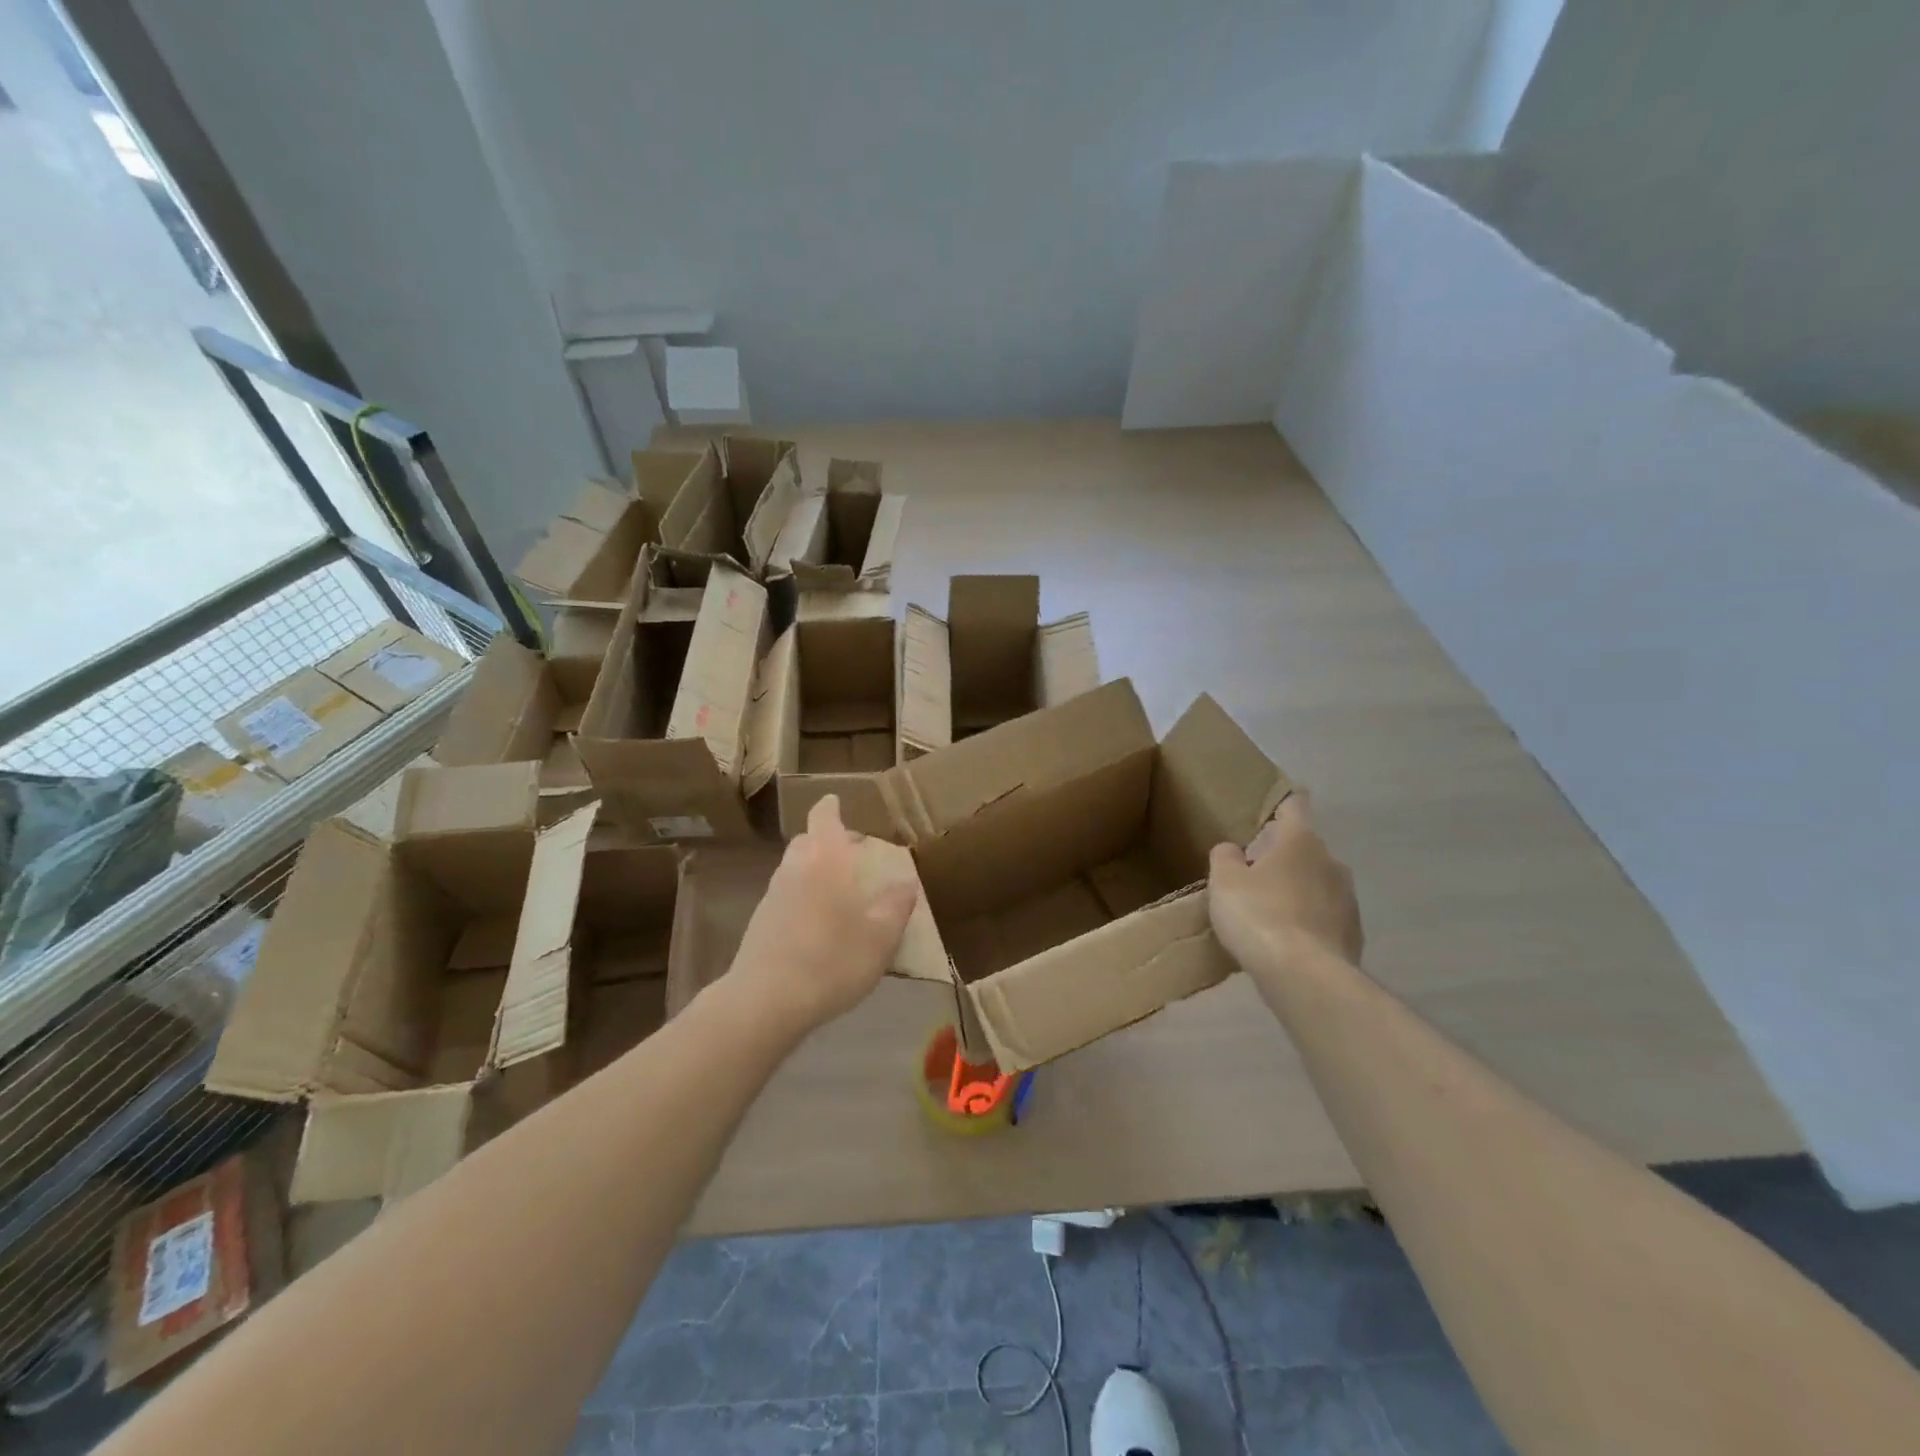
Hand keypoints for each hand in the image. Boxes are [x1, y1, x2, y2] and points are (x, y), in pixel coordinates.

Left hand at [726, 795, 918, 1033]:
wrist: (766, 1001)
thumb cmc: (832, 960)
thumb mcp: (881, 938)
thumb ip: (896, 906)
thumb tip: (907, 884)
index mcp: (826, 860)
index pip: (823, 817)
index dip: (830, 807)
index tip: (836, 801)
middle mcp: (795, 868)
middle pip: (807, 841)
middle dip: (826, 840)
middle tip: (850, 852)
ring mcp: (772, 895)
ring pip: (793, 868)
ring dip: (813, 869)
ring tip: (838, 891)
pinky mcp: (759, 922)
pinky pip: (784, 895)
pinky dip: (801, 896)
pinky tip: (817, 924)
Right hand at [1208, 791, 1362, 973]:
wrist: (1305, 976)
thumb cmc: (1259, 915)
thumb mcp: (1224, 881)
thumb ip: (1226, 857)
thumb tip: (1234, 850)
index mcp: (1300, 841)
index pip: (1295, 805)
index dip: (1283, 802)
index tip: (1274, 805)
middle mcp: (1331, 862)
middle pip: (1305, 849)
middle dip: (1283, 857)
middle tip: (1253, 873)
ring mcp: (1348, 899)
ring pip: (1317, 884)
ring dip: (1297, 891)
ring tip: (1269, 912)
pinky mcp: (1354, 934)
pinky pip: (1325, 918)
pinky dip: (1308, 922)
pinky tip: (1287, 942)